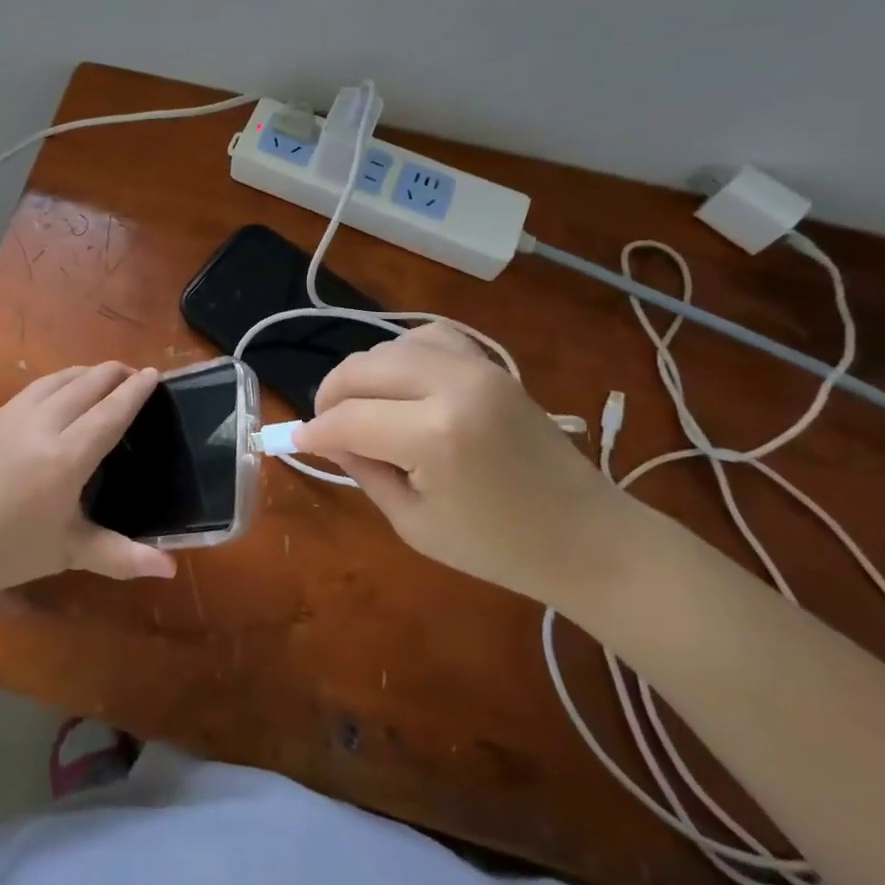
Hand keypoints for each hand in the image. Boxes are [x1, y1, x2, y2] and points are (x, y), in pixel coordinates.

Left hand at [0, 362, 178, 596]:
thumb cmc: (10, 551)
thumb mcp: (70, 552)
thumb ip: (122, 555)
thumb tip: (170, 569)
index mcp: (66, 456)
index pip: (110, 412)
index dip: (134, 392)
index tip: (153, 374)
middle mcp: (43, 425)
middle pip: (86, 384)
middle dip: (113, 373)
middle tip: (133, 374)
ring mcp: (13, 416)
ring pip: (58, 379)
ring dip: (86, 372)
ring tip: (101, 377)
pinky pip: (35, 387)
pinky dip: (59, 381)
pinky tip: (60, 392)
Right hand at [292, 323, 631, 604]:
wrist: (588, 537)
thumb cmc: (498, 547)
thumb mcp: (413, 523)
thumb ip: (362, 469)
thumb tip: (324, 438)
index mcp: (434, 435)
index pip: (349, 418)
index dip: (315, 430)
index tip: (296, 441)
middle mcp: (452, 386)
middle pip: (362, 369)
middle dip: (331, 395)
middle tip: (326, 426)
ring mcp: (477, 367)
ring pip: (389, 346)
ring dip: (365, 375)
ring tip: (363, 407)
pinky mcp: (491, 364)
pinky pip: (429, 337)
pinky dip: (402, 354)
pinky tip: (401, 383)